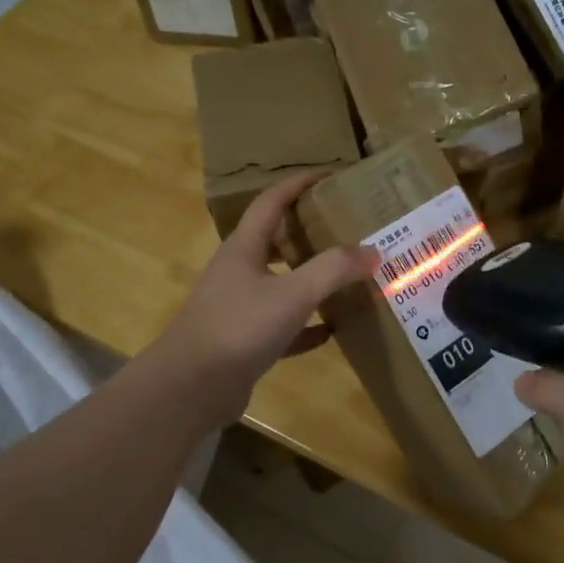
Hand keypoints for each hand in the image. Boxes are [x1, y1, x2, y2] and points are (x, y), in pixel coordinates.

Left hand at [152, 171, 375, 427]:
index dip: (300, 184)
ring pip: (280, 283)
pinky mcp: (244, 342)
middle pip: (275, 240)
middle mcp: (239, 271)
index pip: (272, 201)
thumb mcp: (293, 293)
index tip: (331, 175)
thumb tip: (372, 251)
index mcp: (244, 248)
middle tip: (345, 228)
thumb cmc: (238, 327)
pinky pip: (283, 325)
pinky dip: (307, 325)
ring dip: (310, 279)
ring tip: (346, 275)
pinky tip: (332, 329)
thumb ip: (333, 270)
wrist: (191, 387)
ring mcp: (239, 308)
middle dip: (308, 231)